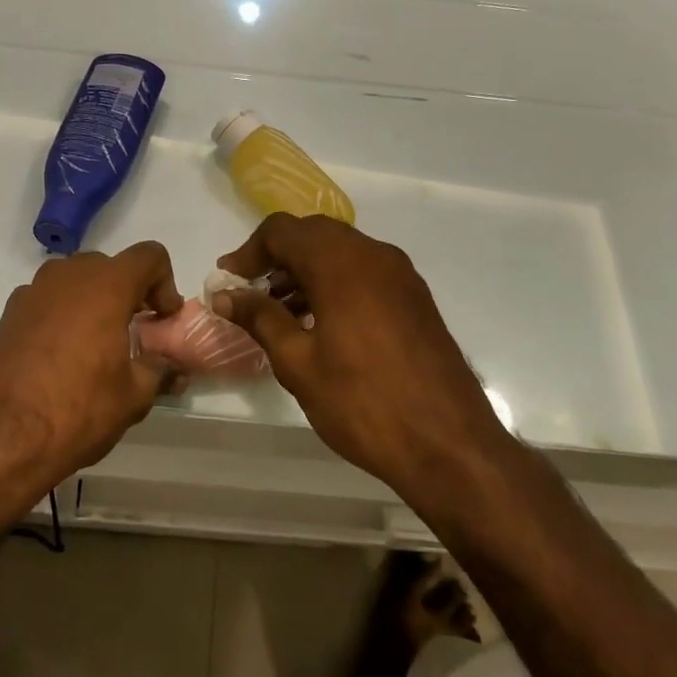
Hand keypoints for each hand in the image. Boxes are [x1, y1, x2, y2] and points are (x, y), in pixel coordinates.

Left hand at [0, 242, 182, 493]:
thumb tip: (176, 369)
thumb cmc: (75, 409)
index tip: (161, 320)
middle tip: (134, 333)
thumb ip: (159, 371)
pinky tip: (60, 359)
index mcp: (106, 285)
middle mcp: (68, 275)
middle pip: (110, 267)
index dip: (165, 284)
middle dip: (128, 293)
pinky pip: (47, 302)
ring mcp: (32, 291)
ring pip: (75, 281)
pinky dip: (63, 316)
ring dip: (93, 303)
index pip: (149, 256)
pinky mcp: (8, 313)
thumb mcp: (132, 397)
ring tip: (97, 347)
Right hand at [212, 215, 508, 488]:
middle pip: (313, 234)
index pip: (282, 231)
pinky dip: (334, 283)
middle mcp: (373, 255)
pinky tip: (319, 323)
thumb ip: (260, 318)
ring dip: (305, 270)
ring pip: (340, 252)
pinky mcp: (415, 298)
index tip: (227, 281)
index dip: (248, 252)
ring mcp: (400, 275)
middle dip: (276, 257)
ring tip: (279, 311)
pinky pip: (364, 272)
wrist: (450, 445)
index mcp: (340, 263)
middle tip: (250, 292)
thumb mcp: (298, 362)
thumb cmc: (363, 402)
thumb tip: (225, 295)